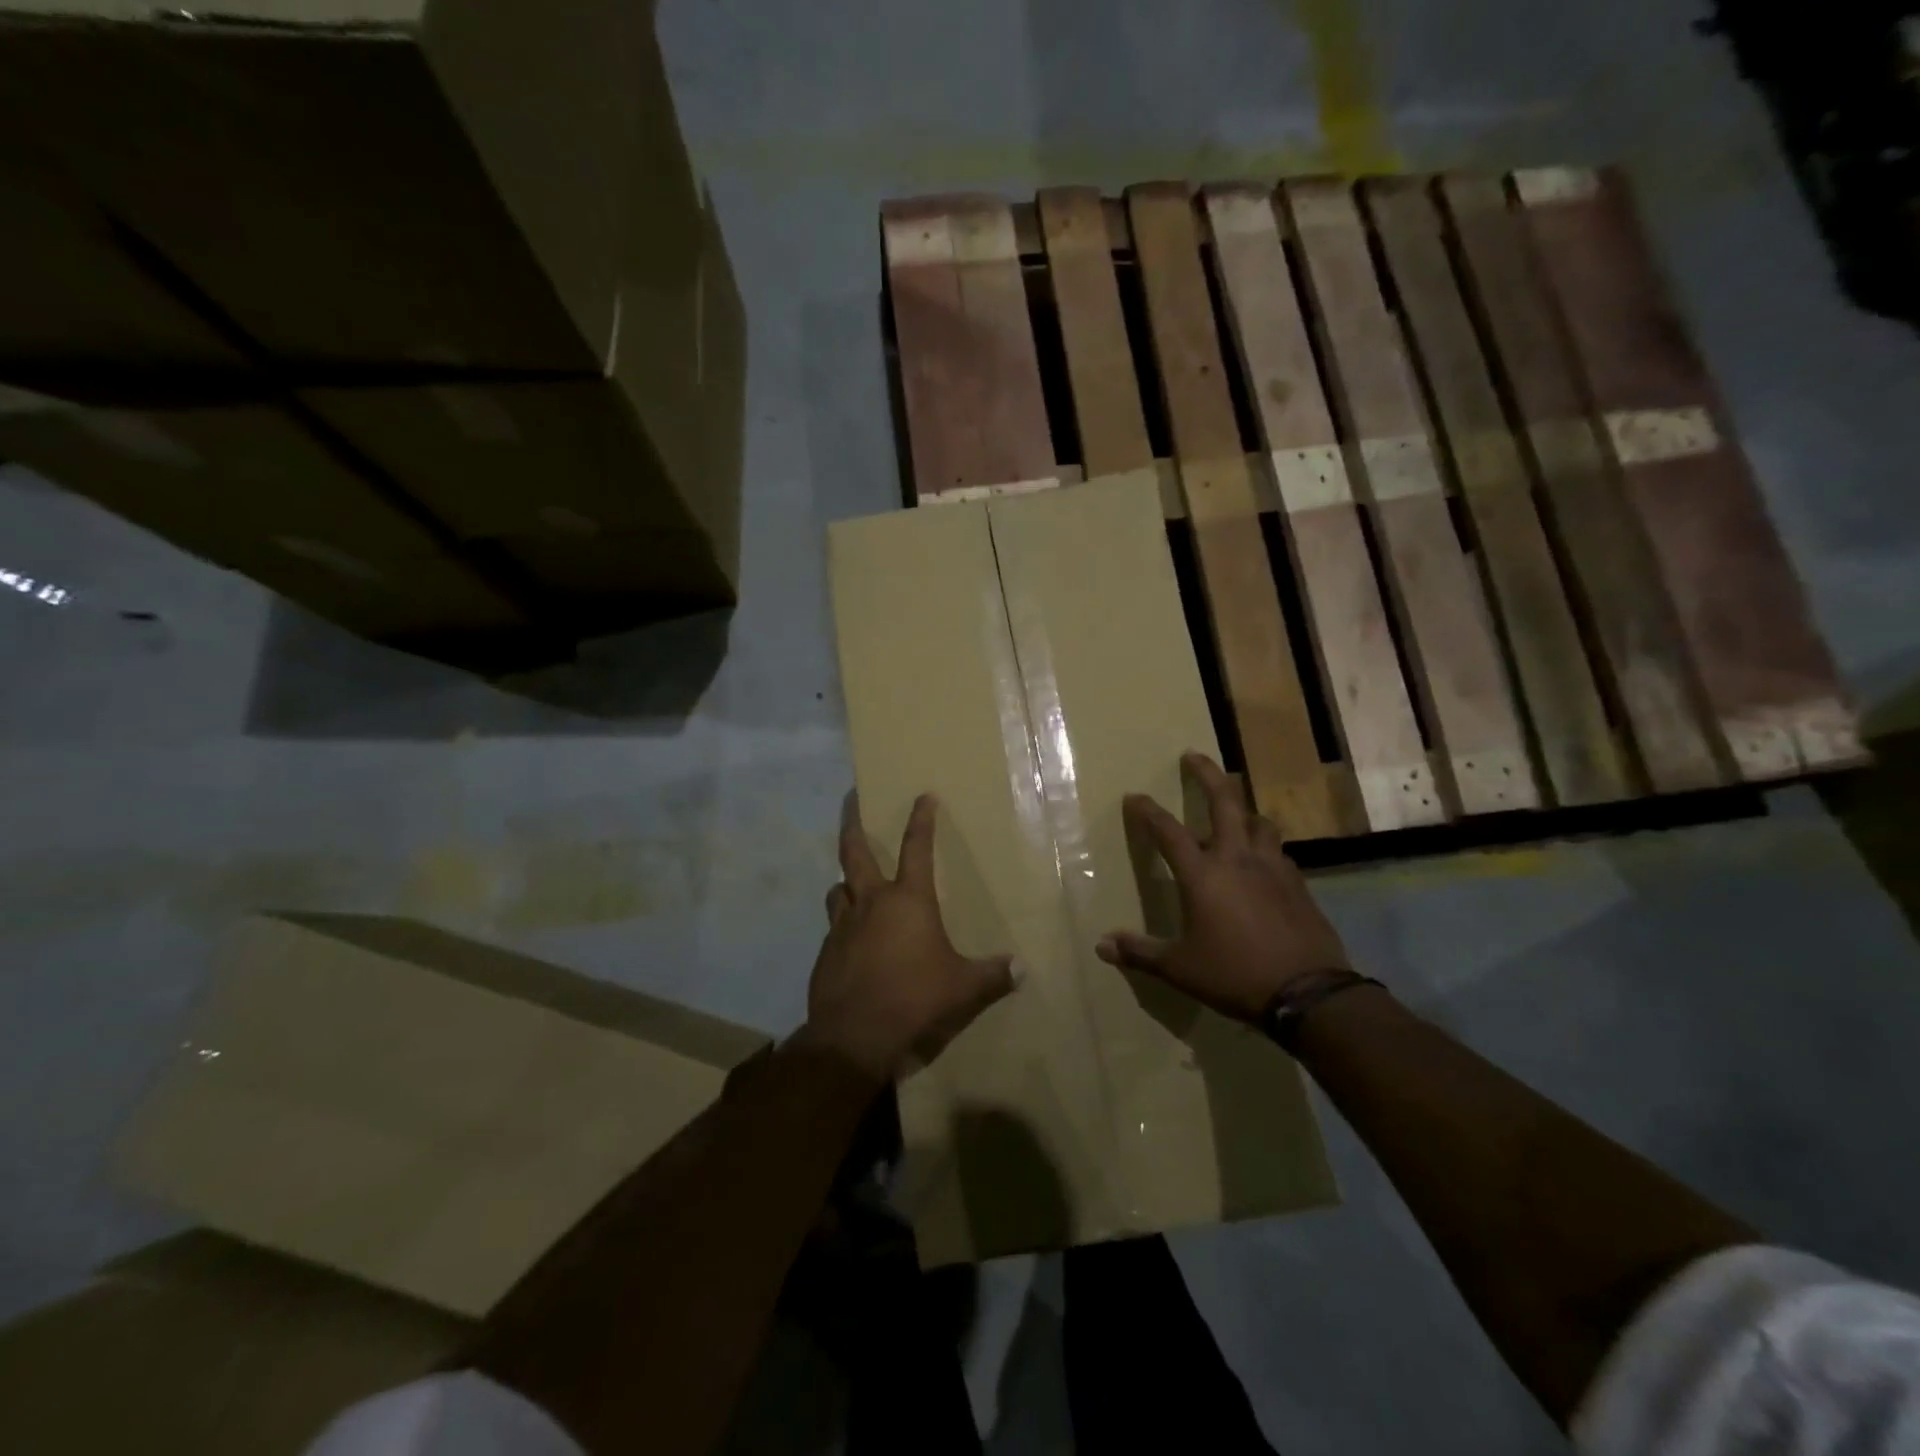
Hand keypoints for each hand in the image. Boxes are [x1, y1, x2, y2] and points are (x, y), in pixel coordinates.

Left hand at [806, 792, 1018, 1081]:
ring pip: (838, 889)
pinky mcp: (826, 953)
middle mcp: (871, 903)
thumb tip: (1022, 969)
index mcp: (908, 900)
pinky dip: (843, 923)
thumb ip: (992, 975)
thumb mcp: (962, 988)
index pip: (917, 848)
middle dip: (852, 823)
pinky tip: (852, 941)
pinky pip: (834, 927)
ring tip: (852, 882)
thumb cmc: (914, 999)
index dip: (922, 820)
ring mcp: (843, 926)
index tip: (923, 797)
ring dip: (846, 881)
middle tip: (850, 799)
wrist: (854, 1036)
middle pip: (855, 851)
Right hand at [1096, 752, 1352, 1023]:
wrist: (1308, 992)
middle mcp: (1237, 859)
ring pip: (1259, 822)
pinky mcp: (1299, 884)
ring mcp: (1273, 868)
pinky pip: (1279, 852)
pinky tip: (1263, 861)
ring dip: (1243, 811)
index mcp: (1203, 874)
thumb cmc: (1234, 974)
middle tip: (1194, 755)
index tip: (1134, 796)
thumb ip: (1140, 953)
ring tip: (1234, 812)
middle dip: (1207, 774)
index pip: (1168, 831)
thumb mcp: (1180, 968)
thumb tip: (1101, 946)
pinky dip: (1265, 846)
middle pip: (1224, 801)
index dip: (1148, 812)